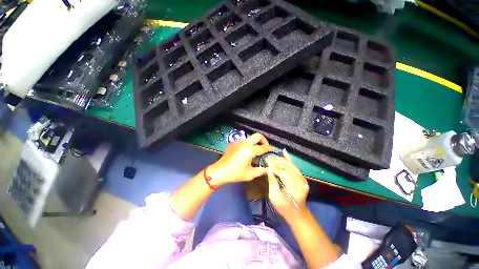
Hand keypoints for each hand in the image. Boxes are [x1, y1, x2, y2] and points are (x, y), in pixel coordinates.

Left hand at [209, 133, 273, 185]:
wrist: (219, 171)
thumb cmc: (235, 173)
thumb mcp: (250, 174)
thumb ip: (261, 171)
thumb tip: (268, 169)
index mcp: (249, 150)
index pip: (263, 147)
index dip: (269, 148)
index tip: (273, 149)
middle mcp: (244, 143)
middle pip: (257, 135)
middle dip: (263, 139)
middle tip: (265, 146)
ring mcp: (238, 142)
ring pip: (250, 138)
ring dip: (255, 142)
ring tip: (256, 151)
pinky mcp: (233, 144)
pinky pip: (243, 141)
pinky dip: (248, 144)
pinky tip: (246, 152)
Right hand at [266, 149, 308, 220]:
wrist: (297, 213)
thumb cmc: (284, 208)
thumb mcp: (274, 198)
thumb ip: (272, 183)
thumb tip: (268, 169)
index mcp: (294, 189)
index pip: (283, 173)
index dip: (274, 166)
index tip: (266, 161)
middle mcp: (301, 182)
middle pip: (287, 168)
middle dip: (276, 162)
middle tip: (267, 157)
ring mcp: (303, 179)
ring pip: (291, 165)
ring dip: (281, 159)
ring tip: (272, 156)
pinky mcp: (302, 177)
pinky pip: (295, 166)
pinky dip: (288, 159)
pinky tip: (284, 152)